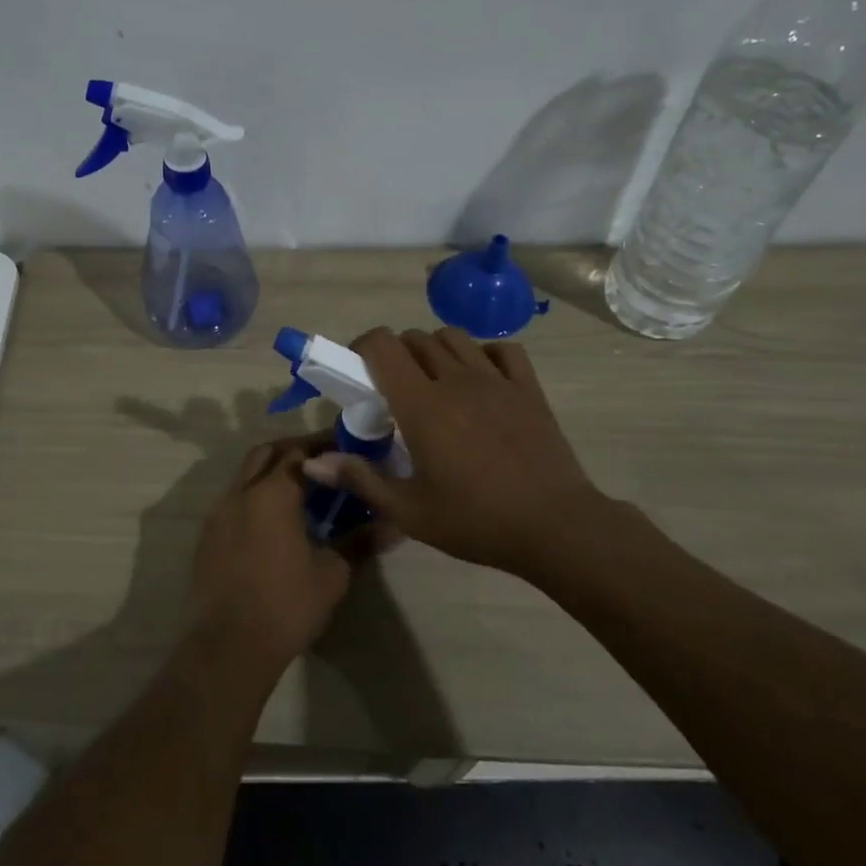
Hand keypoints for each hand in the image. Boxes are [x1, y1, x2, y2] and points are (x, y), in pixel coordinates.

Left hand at [187, 435, 353, 677]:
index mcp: (272, 493)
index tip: (345, 449)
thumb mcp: (333, 573)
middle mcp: (241, 492)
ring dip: (271, 472)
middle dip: (293, 450)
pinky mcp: (208, 535)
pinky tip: (273, 521)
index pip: (299, 451)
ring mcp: (219, 512)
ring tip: (301, 491)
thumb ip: (361, 541)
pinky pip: (233, 500)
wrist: (231, 644)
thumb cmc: (287, 604)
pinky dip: (254, 496)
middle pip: (266, 453)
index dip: (323, 446)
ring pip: (245, 475)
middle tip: (323, 462)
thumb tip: (395, 524)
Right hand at [303, 327, 606, 575]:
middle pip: (415, 338)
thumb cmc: (475, 520)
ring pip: (454, 338)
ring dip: (435, 350)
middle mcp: (455, 380)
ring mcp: (496, 380)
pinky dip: (484, 354)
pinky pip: (502, 350)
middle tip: (393, 389)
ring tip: (433, 382)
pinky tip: (480, 379)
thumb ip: (359, 479)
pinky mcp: (528, 388)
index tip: (358, 371)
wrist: (555, 527)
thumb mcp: (408, 510)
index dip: (363, 347)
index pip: (383, 345)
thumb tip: (311, 464)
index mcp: (422, 404)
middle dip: (396, 354)